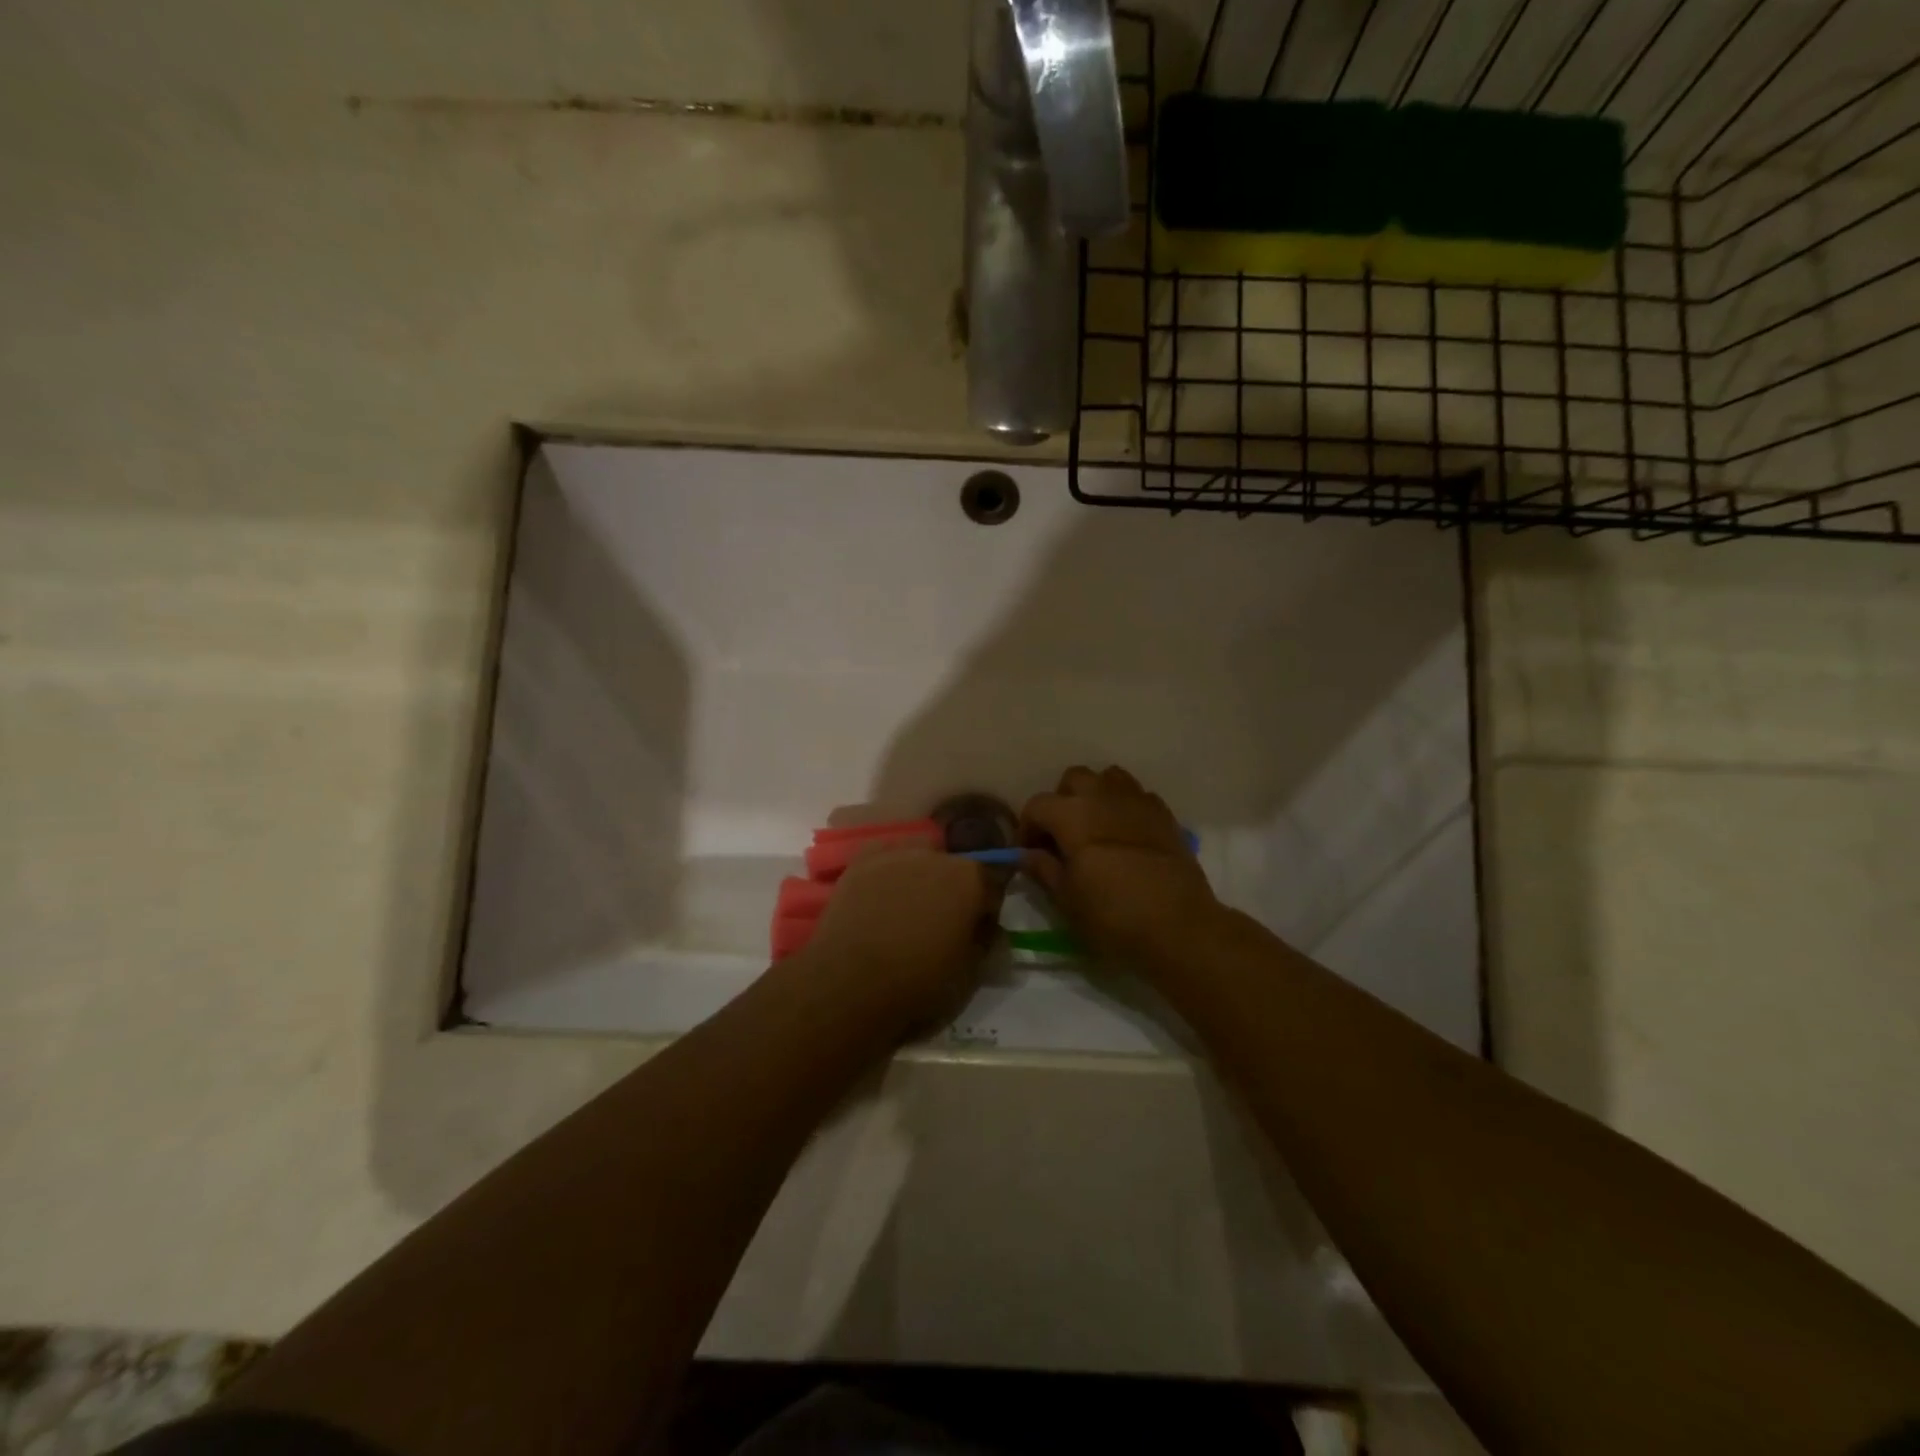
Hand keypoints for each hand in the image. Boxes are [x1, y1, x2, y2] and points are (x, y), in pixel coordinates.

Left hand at [799, 845, 997, 1037]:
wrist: (850, 982)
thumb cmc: (918, 982)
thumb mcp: (969, 975)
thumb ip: (985, 943)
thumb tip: (987, 930)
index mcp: (970, 879)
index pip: (992, 884)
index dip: (987, 909)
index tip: (978, 931)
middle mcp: (937, 856)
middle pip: (954, 868)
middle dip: (953, 890)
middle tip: (941, 923)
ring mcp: (896, 854)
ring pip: (919, 858)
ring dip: (920, 877)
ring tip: (907, 910)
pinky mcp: (861, 861)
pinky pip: (884, 860)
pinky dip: (888, 874)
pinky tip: (880, 897)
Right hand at [1021, 765, 1222, 970]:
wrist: (1179, 927)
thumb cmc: (1112, 916)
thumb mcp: (1067, 899)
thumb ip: (1043, 869)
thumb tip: (1026, 855)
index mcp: (1072, 815)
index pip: (1037, 805)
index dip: (1027, 828)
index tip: (1029, 853)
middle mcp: (1104, 796)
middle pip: (1073, 779)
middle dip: (1061, 801)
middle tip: (1062, 836)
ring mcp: (1139, 802)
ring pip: (1109, 778)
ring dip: (1096, 796)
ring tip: (1095, 828)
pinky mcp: (1165, 815)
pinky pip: (1138, 796)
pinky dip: (1125, 807)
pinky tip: (1126, 836)